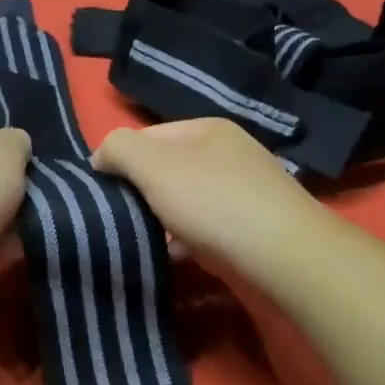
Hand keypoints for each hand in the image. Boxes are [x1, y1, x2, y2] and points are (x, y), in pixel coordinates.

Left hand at [0, 109, 30, 261]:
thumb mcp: (9, 147)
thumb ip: (18, 141)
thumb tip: (13, 146)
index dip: (11, 133)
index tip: (33, 153)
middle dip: (13, 175)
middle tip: (42, 186)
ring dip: (11, 210)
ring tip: (39, 216)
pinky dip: (1, 238)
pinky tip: (22, 242)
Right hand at [92, 117, 317, 272]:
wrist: (285, 255)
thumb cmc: (213, 202)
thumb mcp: (153, 165)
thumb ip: (119, 149)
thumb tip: (100, 157)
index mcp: (206, 128)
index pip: (146, 136)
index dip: (119, 160)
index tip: (102, 192)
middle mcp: (228, 152)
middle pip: (166, 168)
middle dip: (141, 191)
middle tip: (121, 217)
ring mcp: (244, 189)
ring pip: (185, 199)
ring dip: (162, 218)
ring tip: (144, 239)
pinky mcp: (253, 225)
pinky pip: (206, 227)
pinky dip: (186, 239)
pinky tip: (175, 255)